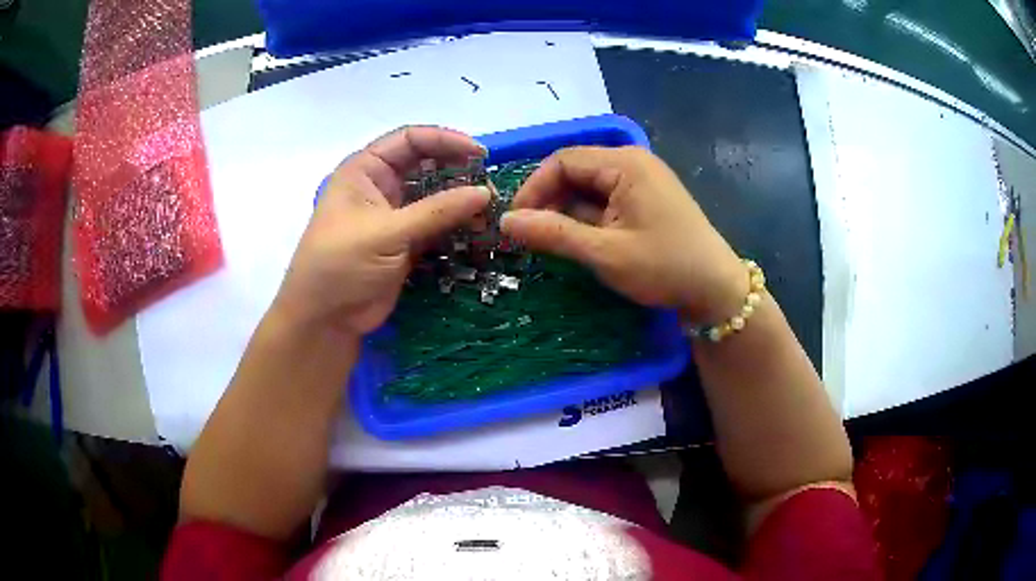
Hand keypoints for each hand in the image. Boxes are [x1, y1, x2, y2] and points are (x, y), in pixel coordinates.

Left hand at [272, 127, 490, 336]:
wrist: (325, 320)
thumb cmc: (342, 266)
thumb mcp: (387, 233)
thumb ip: (437, 212)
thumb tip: (485, 193)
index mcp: (365, 171)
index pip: (409, 140)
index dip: (445, 140)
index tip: (479, 154)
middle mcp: (380, 187)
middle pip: (426, 166)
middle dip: (457, 172)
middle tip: (489, 185)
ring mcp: (394, 216)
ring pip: (434, 198)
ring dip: (460, 203)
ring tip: (489, 212)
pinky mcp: (405, 244)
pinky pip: (436, 227)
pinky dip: (456, 228)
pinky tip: (478, 233)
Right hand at [501, 146, 746, 323]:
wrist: (716, 289)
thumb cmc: (664, 267)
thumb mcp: (604, 253)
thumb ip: (553, 234)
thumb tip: (505, 222)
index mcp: (624, 164)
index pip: (563, 161)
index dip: (534, 188)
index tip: (515, 222)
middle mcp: (632, 163)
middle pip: (575, 171)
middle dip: (548, 201)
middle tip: (529, 236)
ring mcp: (642, 181)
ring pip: (589, 188)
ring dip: (566, 212)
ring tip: (549, 242)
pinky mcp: (646, 200)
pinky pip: (606, 200)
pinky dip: (587, 218)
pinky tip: (578, 241)